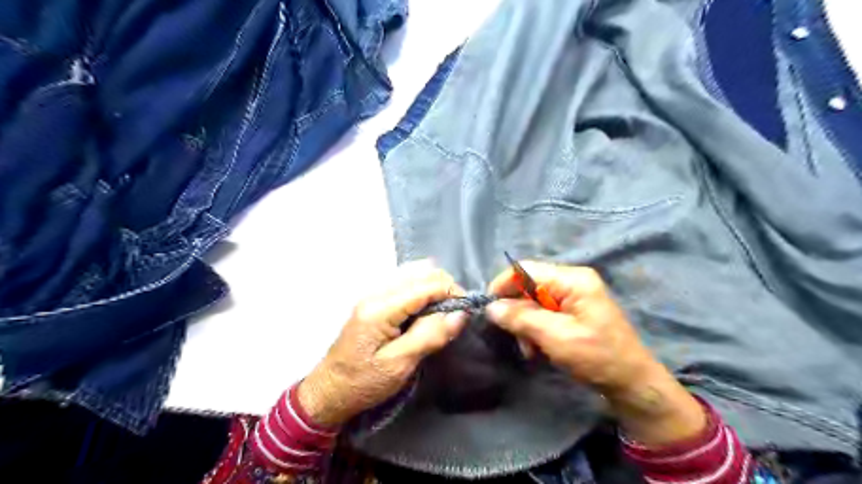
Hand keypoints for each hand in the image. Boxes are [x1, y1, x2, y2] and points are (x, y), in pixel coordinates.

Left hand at [299, 260, 469, 427]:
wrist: (329, 391)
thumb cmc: (364, 383)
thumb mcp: (400, 365)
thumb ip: (430, 336)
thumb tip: (460, 314)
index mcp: (381, 308)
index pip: (425, 285)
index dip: (451, 292)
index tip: (467, 309)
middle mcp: (376, 293)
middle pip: (420, 273)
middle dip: (444, 287)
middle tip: (457, 313)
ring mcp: (373, 295)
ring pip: (413, 274)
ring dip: (434, 287)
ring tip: (444, 311)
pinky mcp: (374, 302)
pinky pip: (404, 284)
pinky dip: (422, 291)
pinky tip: (427, 308)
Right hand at [484, 263, 706, 447]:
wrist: (632, 383)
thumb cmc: (597, 358)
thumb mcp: (556, 338)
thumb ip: (522, 319)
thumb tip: (491, 307)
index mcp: (573, 279)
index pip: (526, 269)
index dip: (503, 284)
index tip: (488, 306)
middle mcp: (572, 281)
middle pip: (528, 285)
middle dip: (517, 311)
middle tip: (515, 337)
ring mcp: (574, 295)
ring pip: (533, 301)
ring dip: (525, 324)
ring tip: (530, 349)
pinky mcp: (573, 310)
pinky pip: (544, 312)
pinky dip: (536, 329)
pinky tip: (538, 348)